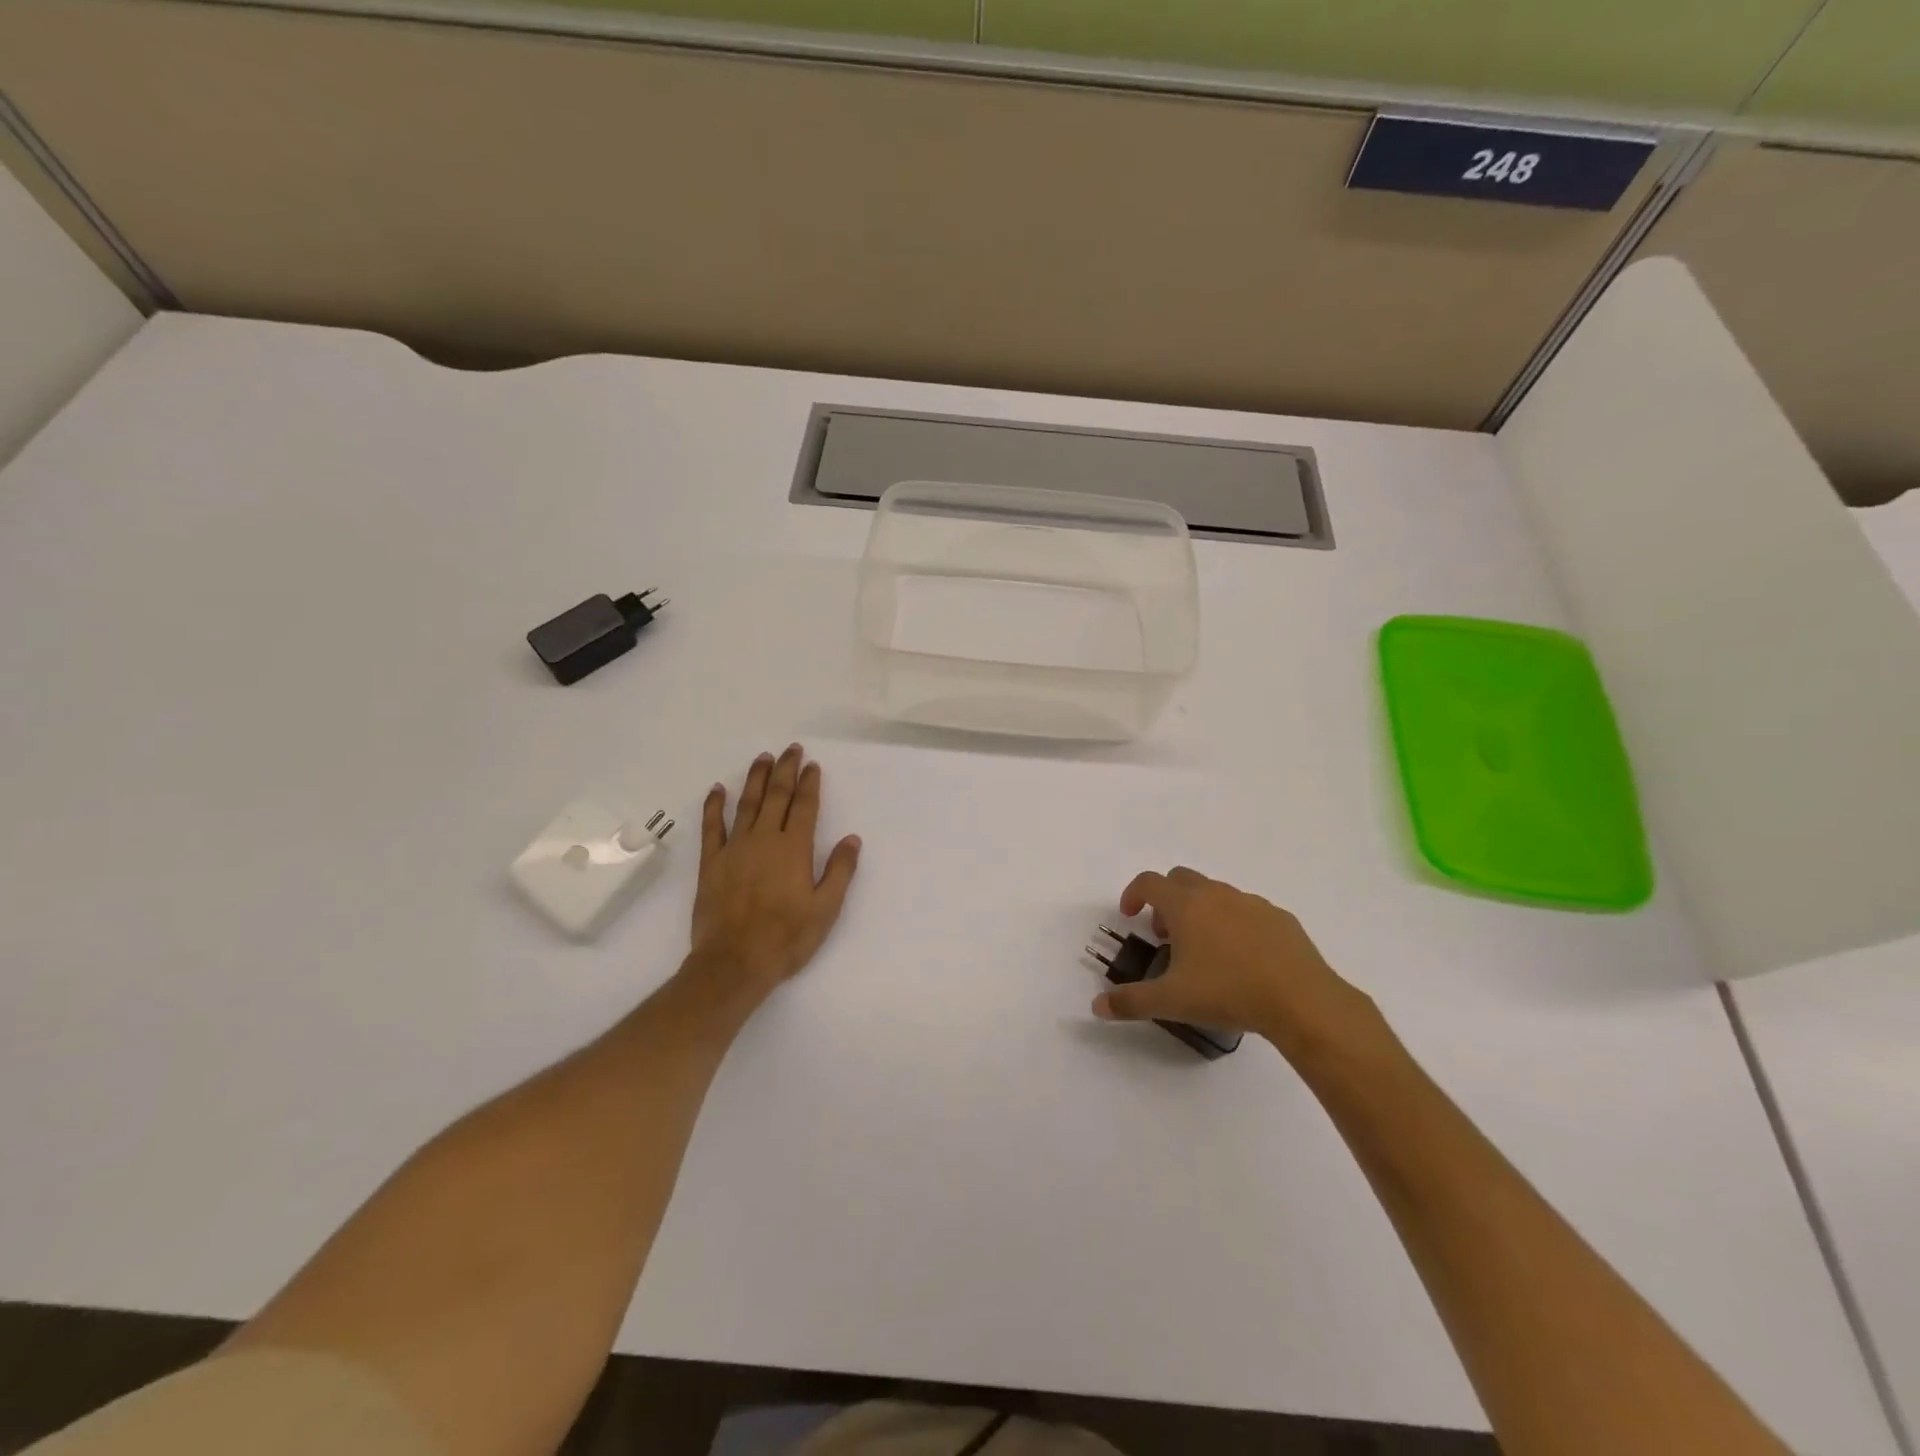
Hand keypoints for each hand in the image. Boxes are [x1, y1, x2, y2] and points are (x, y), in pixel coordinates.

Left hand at [684, 744, 861, 1010]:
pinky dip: (714, 805)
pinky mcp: (711, 862)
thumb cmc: (786, 938)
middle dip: (785, 770)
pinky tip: (717, 789)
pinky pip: (712, 826)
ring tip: (762, 758)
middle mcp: (764, 839)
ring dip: (755, 778)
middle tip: (790, 749)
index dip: (809, 783)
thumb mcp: (826, 909)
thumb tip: (852, 838)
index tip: (811, 764)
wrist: (734, 962)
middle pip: (776, 796)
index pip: (805, 806)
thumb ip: (840, 871)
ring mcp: (735, 848)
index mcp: (794, 849)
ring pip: (747, 804)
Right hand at [1093, 867, 1380, 1062]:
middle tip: (1165, 935)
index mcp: (1186, 906)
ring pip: (1216, 894)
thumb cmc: (1228, 992)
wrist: (1301, 1000)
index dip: (1133, 894)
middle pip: (1181, 880)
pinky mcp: (1280, 918)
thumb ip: (1131, 1002)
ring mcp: (1251, 903)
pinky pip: (1247, 911)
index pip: (1149, 882)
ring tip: (1204, 950)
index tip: (1130, 916)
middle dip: (1166, 901)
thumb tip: (1097, 1006)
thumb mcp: (1172, 1001)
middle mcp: (1216, 894)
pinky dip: (1234, 923)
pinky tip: (1242, 958)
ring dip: (1200, 911)